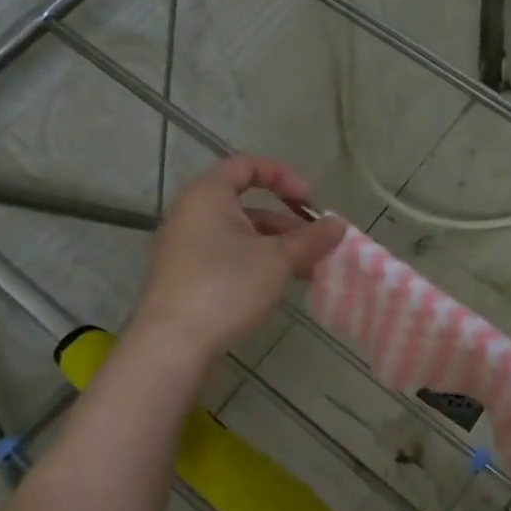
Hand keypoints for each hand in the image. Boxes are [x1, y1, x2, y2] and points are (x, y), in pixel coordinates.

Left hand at [134, 157, 345, 361]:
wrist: (171, 345)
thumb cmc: (226, 286)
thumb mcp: (278, 259)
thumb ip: (311, 238)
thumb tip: (339, 225)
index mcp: (208, 195)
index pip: (247, 165)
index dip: (284, 176)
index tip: (310, 201)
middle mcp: (190, 213)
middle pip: (246, 204)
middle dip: (287, 222)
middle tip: (316, 242)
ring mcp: (183, 247)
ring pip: (239, 234)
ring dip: (276, 246)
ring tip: (308, 269)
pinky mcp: (184, 277)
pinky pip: (226, 256)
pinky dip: (256, 262)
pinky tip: (278, 286)